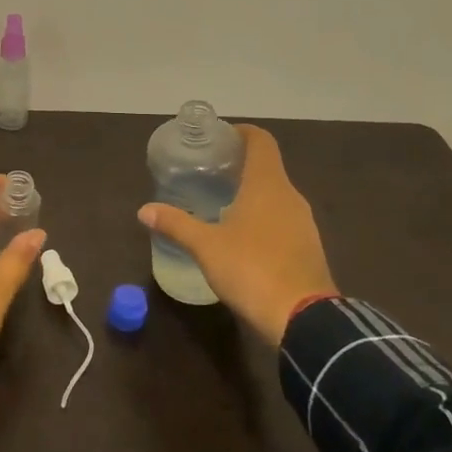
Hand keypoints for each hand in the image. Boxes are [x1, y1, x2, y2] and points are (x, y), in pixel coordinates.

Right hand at [138, 124, 336, 343]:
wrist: (302, 318)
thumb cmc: (251, 269)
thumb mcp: (205, 246)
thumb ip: (176, 224)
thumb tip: (144, 210)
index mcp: (267, 185)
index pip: (261, 141)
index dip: (241, 133)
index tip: (219, 138)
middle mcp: (290, 196)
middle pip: (267, 167)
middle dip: (240, 165)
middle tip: (209, 173)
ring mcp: (304, 223)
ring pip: (276, 195)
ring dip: (252, 193)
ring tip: (221, 203)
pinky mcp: (308, 247)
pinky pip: (283, 219)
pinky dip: (263, 217)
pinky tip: (242, 236)